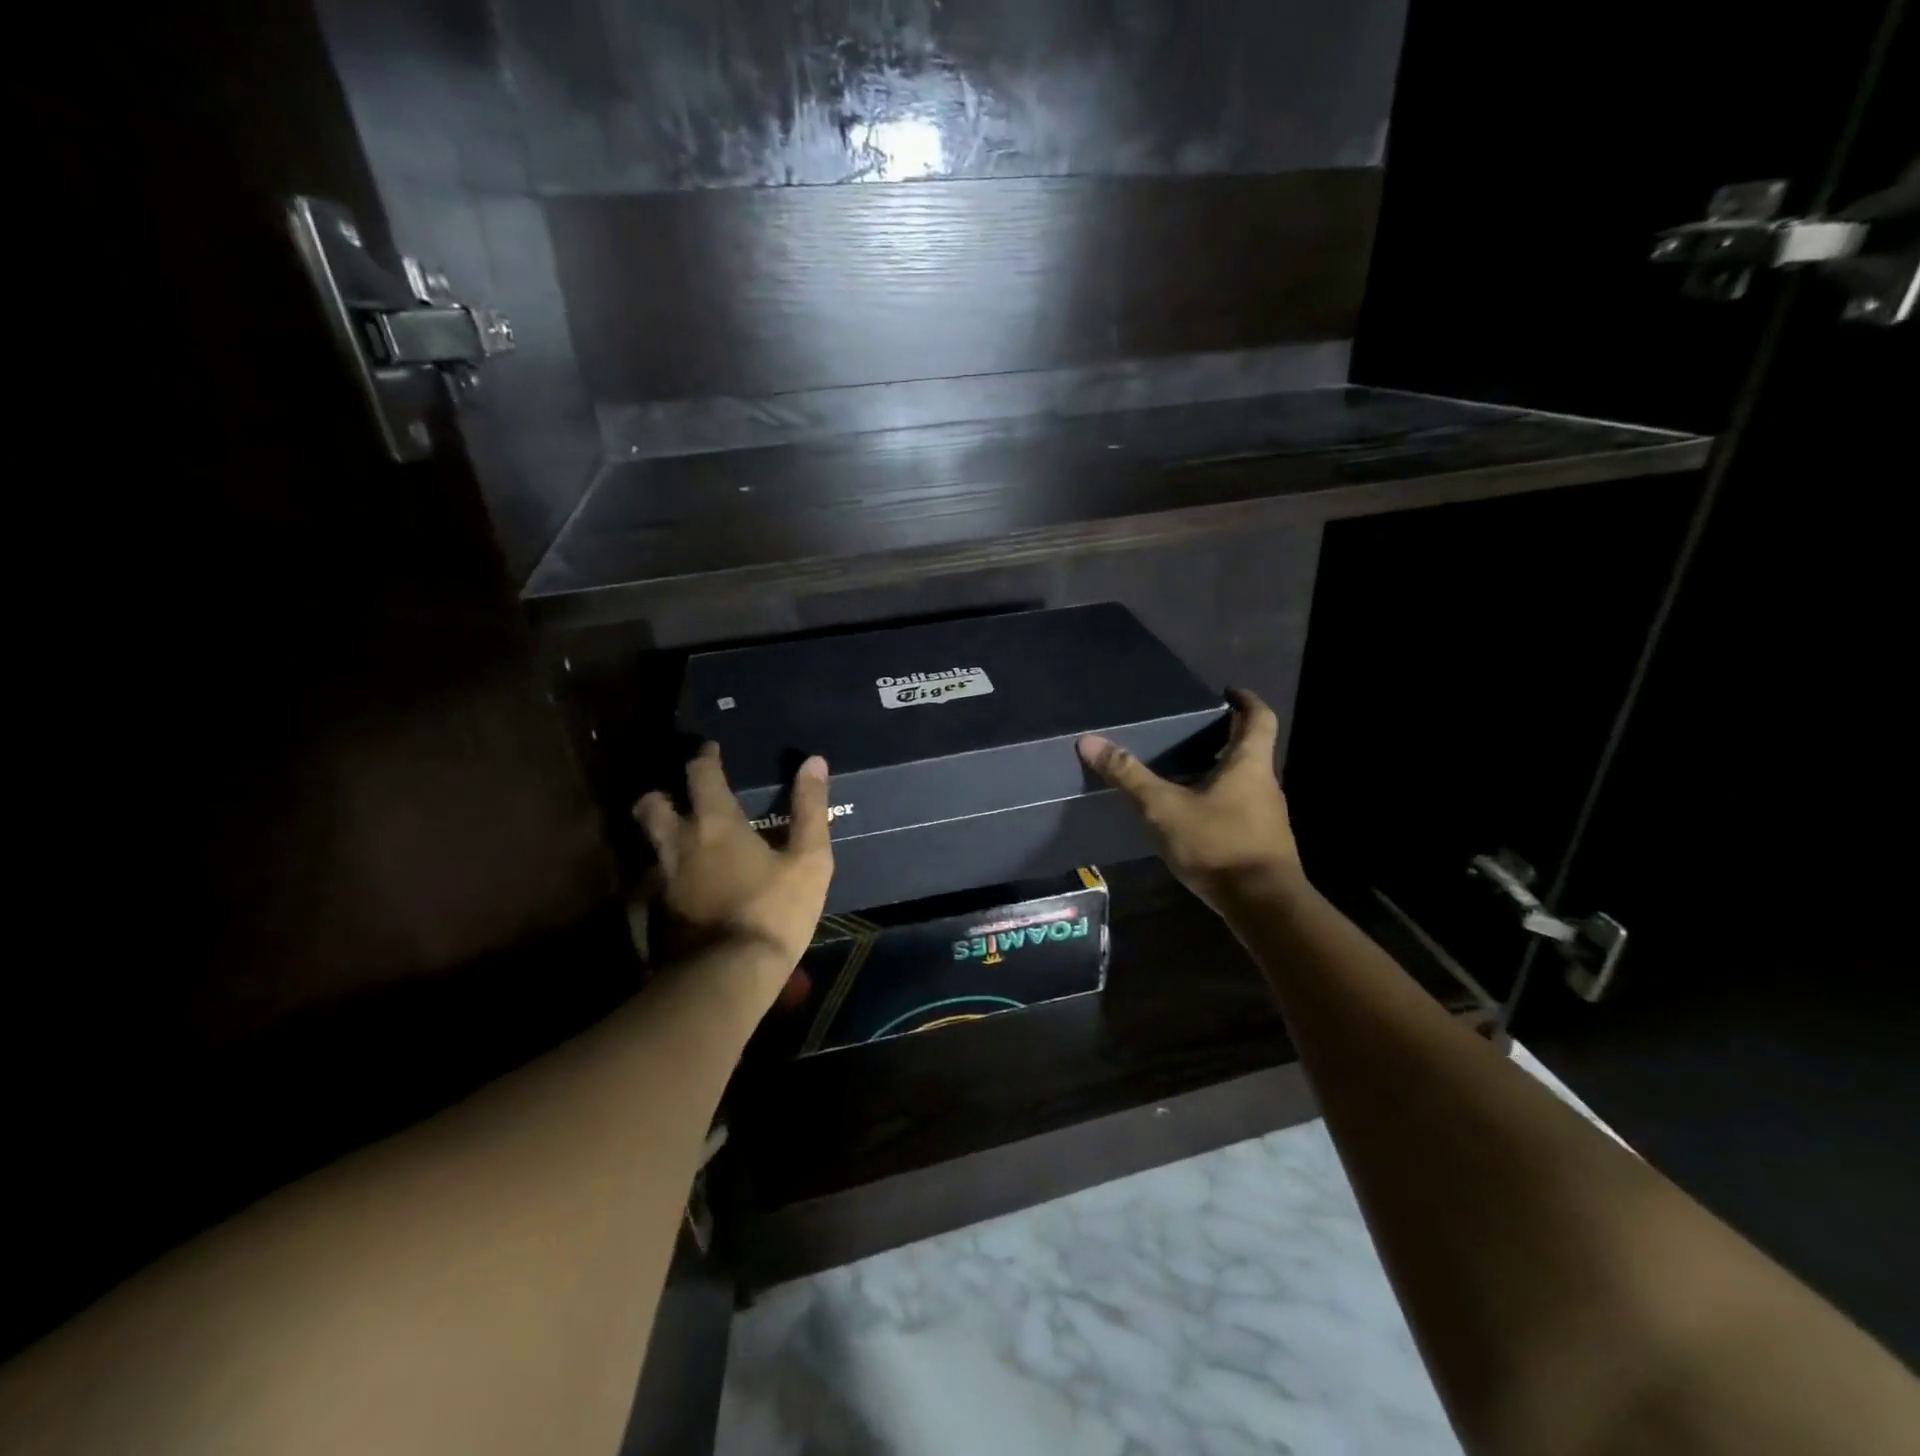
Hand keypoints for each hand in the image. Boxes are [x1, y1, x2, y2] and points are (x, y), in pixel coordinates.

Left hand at [633, 745, 833, 1000]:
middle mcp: (680, 844)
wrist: (730, 976)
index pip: (700, 774)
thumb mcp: (809, 859)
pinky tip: (690, 886)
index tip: (710, 750)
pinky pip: (658, 881)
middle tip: (680, 796)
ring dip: (663, 835)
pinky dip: (671, 874)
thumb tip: (814, 761)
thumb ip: (810, 808)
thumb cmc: (775, 909)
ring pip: (652, 845)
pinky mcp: (658, 914)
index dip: (704, 758)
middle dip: (662, 795)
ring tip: (686, 841)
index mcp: (715, 824)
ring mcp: (663, 881)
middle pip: (652, 806)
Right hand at [1078, 688, 1302, 911]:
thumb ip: (1128, 776)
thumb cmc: (1218, 844)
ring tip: (1183, 771)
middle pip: (1251, 750)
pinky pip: (1240, 810)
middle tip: (1190, 731)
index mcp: (1249, 764)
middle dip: (1225, 737)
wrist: (1263, 905)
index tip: (1228, 692)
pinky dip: (1219, 802)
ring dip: (1220, 772)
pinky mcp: (1261, 844)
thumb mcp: (1164, 808)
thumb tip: (1090, 741)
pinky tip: (1191, 816)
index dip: (1246, 701)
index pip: (1260, 718)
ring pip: (1244, 782)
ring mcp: (1267, 817)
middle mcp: (1265, 785)